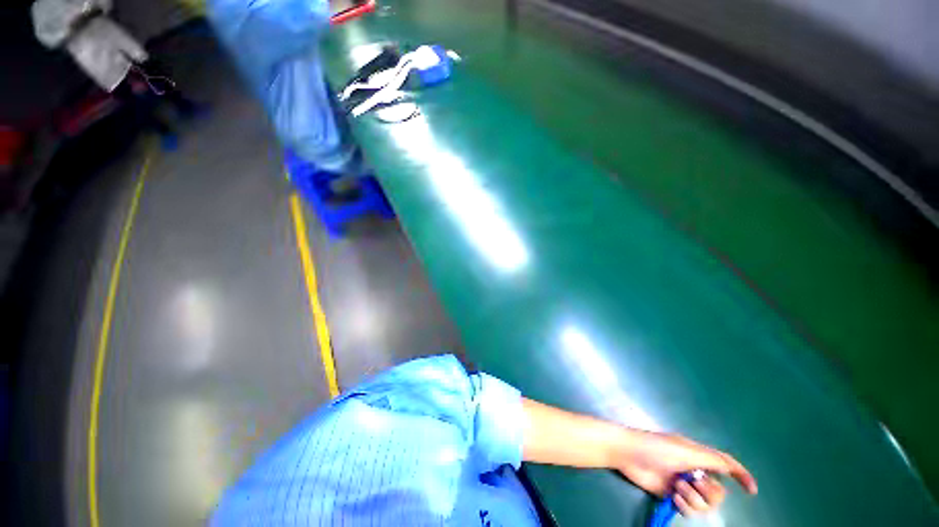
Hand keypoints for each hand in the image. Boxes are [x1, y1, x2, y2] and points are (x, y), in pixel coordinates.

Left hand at [613, 430, 757, 516]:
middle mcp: (693, 471)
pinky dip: (684, 506)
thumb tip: (731, 466)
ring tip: (677, 487)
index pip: (725, 464)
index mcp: (698, 455)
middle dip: (709, 492)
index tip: (752, 491)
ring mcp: (683, 485)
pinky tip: (673, 496)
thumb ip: (711, 459)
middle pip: (718, 492)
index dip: (741, 476)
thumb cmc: (655, 447)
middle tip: (693, 481)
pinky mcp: (672, 496)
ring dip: (694, 499)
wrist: (628, 453)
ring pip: (705, 504)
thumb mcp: (685, 450)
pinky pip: (690, 510)